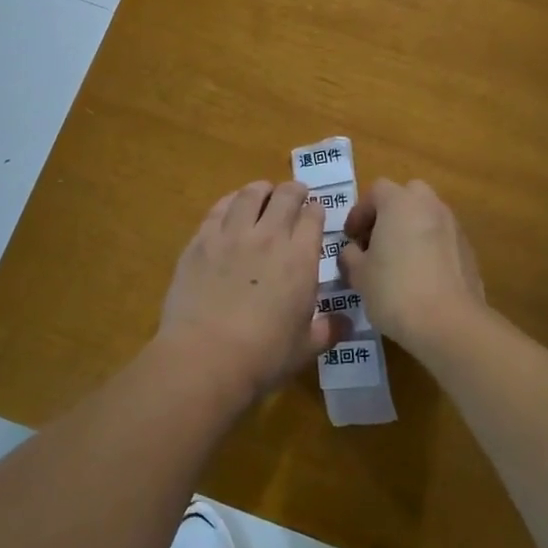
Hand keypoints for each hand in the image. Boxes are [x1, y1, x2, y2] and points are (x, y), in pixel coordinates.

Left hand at [155, 180, 342, 405]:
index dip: (316, 210)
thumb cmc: (263, 357)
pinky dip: (230, 201)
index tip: (316, 211)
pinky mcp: (200, 241)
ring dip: (262, 190)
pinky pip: (218, 209)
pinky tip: (231, 206)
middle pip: (285, 196)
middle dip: (294, 191)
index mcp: (300, 259)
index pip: (313, 218)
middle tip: (295, 194)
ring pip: (250, 195)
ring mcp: (231, 235)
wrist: (205, 357)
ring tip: (263, 192)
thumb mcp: (305, 348)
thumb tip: (347, 323)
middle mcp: (269, 237)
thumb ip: (328, 330)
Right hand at [339, 179, 486, 351]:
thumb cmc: (395, 290)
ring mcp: (454, 226)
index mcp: (400, 202)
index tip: (351, 238)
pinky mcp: (468, 250)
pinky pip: (442, 239)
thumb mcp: (359, 274)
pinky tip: (420, 277)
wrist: (449, 323)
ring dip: (411, 230)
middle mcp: (430, 205)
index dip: (359, 212)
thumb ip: (351, 255)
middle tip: (376, 241)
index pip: (376, 191)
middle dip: (390, 214)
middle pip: (407, 196)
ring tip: (397, 262)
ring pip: (427, 217)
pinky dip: (429, 248)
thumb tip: (353, 251)